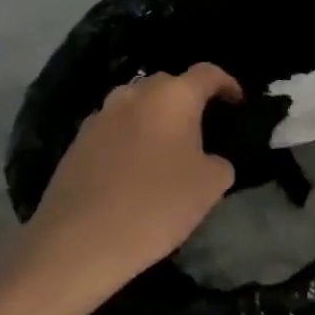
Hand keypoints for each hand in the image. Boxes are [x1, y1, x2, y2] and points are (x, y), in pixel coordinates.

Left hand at [23, 65, 241, 293]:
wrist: (80, 241)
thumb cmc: (157, 205)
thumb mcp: (211, 186)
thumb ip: (219, 162)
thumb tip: (207, 159)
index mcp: (173, 97)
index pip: (207, 73)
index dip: (227, 83)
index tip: (237, 102)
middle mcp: (134, 95)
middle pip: (168, 84)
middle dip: (188, 99)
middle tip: (201, 129)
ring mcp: (100, 116)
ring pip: (136, 105)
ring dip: (155, 118)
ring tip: (166, 148)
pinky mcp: (77, 142)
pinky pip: (114, 129)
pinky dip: (130, 138)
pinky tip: (133, 169)